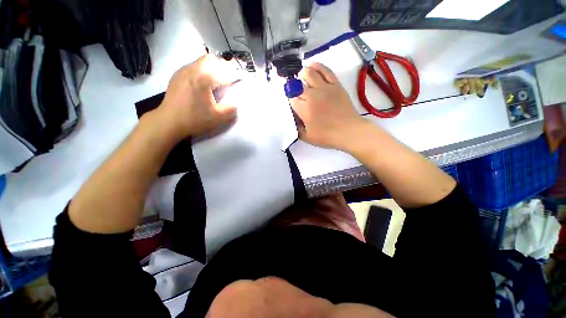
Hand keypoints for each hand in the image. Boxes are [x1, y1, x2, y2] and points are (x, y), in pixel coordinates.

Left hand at [156, 54, 240, 140]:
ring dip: (213, 66)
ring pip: (202, 61)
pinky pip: (194, 66)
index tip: (242, 76)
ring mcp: (183, 71)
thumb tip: (235, 104)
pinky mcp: (178, 76)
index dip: (235, 74)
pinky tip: (205, 81)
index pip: (224, 73)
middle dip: (224, 66)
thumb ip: (230, 110)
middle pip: (212, 60)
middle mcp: (193, 70)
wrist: (168, 121)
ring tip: (219, 77)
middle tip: (231, 75)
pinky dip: (203, 69)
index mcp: (204, 79)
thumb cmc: (194, 119)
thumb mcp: (217, 118)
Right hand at [290, 62, 366, 149]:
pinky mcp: (335, 84)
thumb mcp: (307, 137)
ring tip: (302, 78)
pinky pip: (325, 70)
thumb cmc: (327, 136)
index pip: (291, 98)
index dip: (291, 101)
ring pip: (309, 73)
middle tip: (297, 94)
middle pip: (298, 85)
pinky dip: (317, 66)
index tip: (294, 105)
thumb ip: (297, 127)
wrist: (349, 131)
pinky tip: (312, 66)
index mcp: (304, 109)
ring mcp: (325, 88)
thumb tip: (293, 117)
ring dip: (302, 74)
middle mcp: (312, 95)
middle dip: (294, 88)